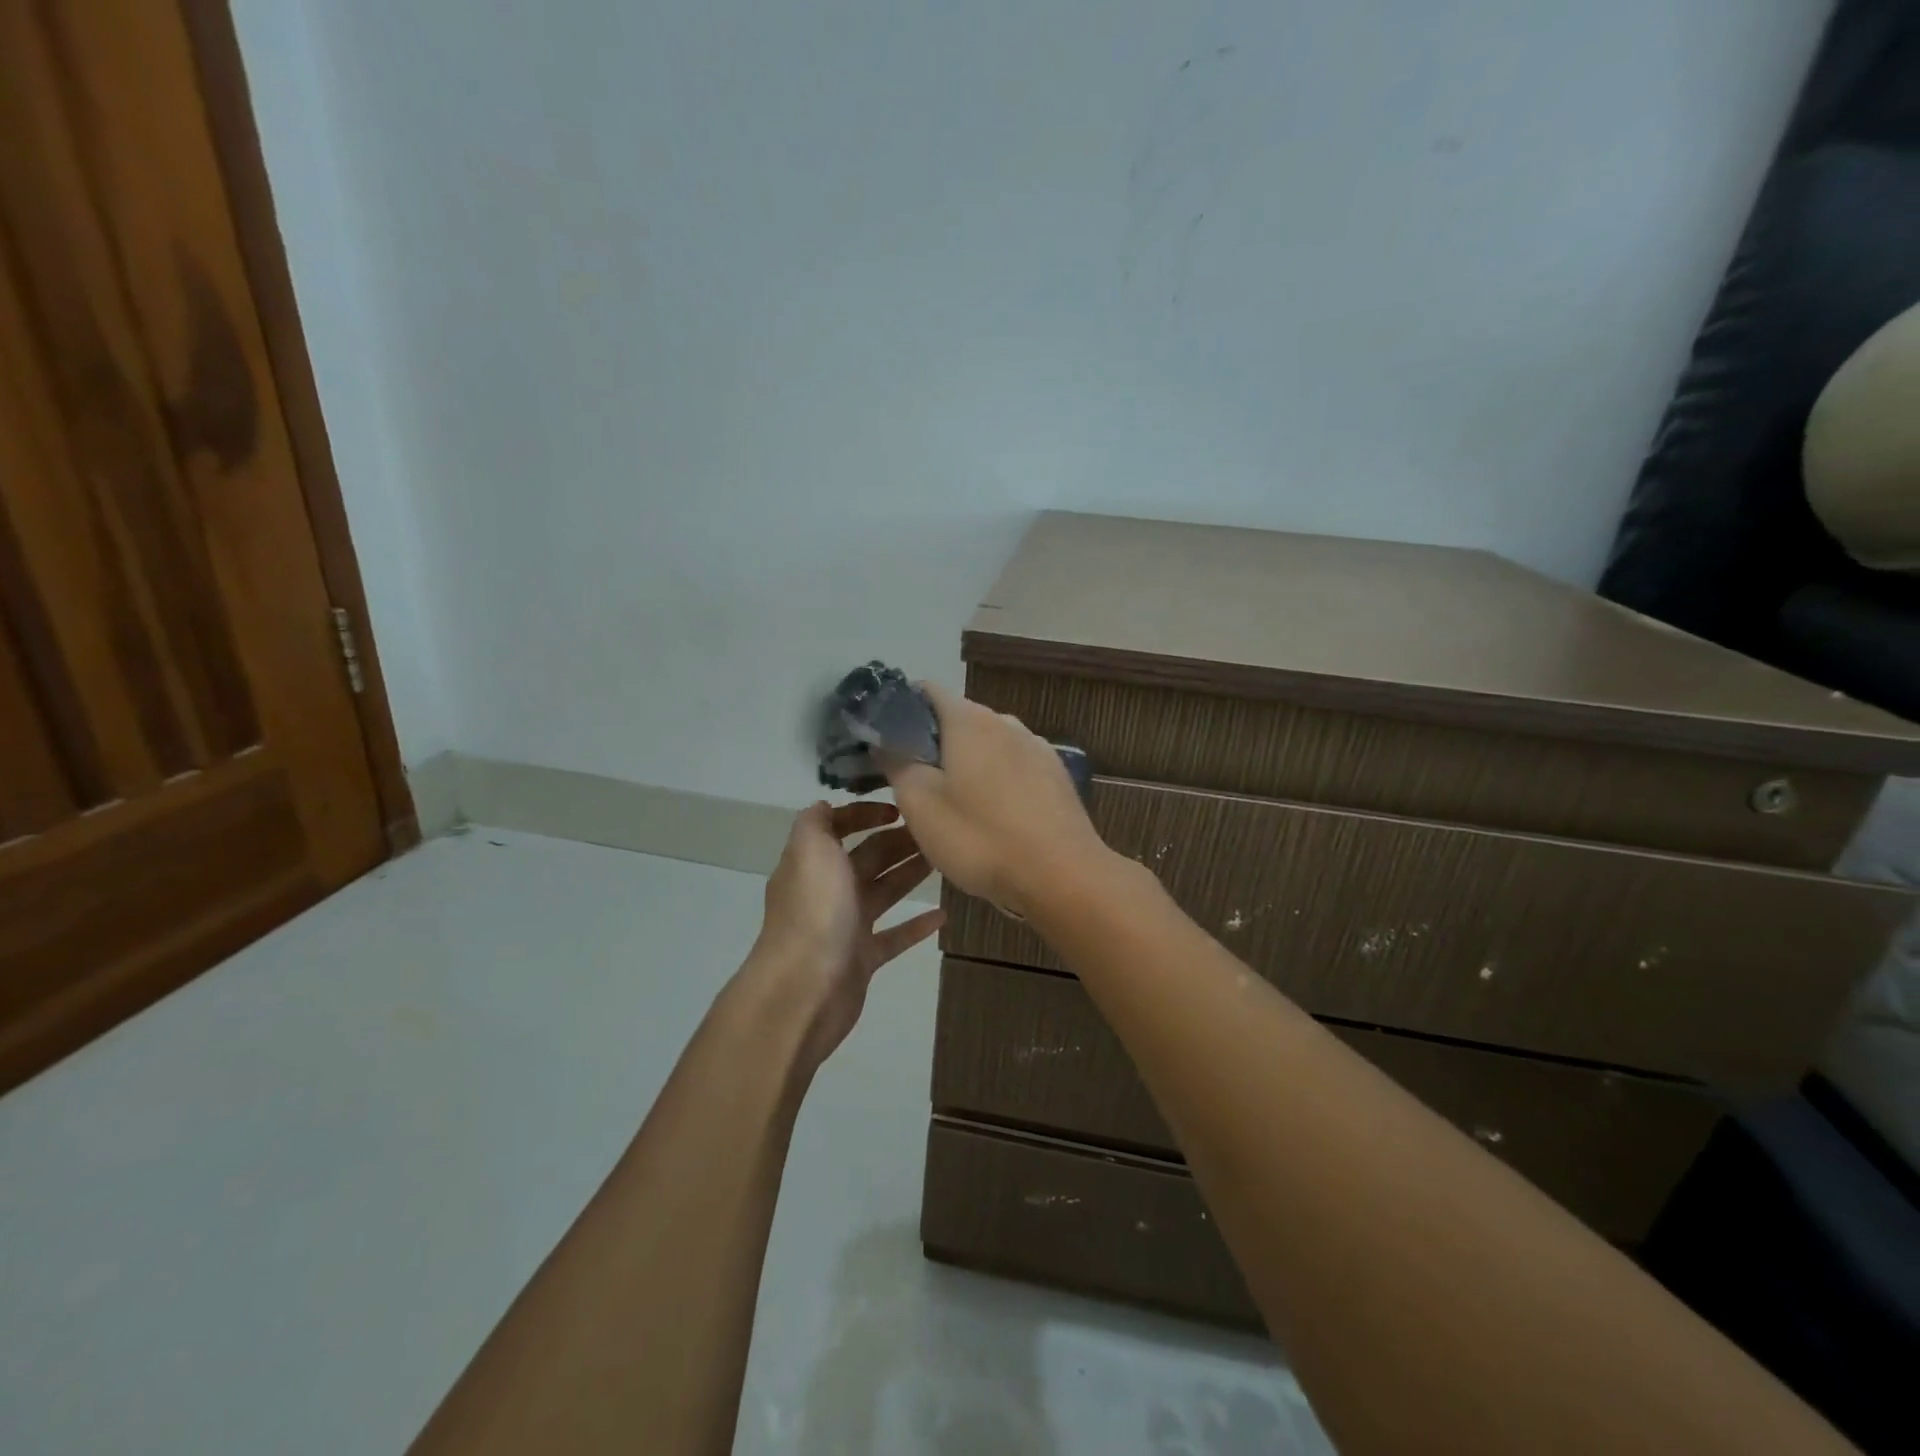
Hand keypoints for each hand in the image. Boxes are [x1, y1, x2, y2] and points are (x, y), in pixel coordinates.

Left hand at [746, 801, 942, 1068]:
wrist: (804, 989)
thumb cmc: (814, 911)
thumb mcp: (809, 850)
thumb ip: (816, 822)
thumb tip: (826, 805)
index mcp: (812, 862)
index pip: (838, 827)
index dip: (864, 814)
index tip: (900, 809)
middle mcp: (827, 891)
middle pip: (868, 858)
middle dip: (898, 841)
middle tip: (937, 831)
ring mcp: (845, 926)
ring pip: (884, 892)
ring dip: (910, 874)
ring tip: (944, 859)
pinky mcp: (862, 958)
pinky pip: (894, 936)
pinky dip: (916, 925)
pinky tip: (943, 915)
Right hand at [882, 683, 1110, 918]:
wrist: (1063, 876)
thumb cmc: (981, 837)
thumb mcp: (920, 805)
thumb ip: (897, 763)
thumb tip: (885, 739)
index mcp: (970, 720)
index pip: (928, 691)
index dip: (901, 709)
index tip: (886, 741)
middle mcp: (1006, 722)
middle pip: (959, 719)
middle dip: (934, 743)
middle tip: (913, 782)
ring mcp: (1037, 748)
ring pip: (988, 745)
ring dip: (966, 764)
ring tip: (954, 805)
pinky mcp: (1056, 776)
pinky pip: (1014, 768)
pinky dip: (996, 781)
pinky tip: (993, 817)